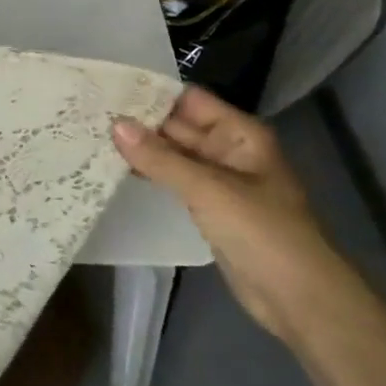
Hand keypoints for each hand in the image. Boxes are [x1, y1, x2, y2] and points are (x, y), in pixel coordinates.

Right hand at [112, 87, 353, 340]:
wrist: (297, 296)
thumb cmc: (261, 231)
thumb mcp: (207, 189)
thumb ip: (159, 157)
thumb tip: (115, 125)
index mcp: (238, 134)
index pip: (189, 100)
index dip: (152, 93)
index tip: (108, 89)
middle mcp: (227, 150)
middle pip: (178, 126)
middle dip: (138, 122)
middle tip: (89, 113)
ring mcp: (217, 181)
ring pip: (172, 155)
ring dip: (139, 149)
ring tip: (92, 137)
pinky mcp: (207, 207)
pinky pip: (173, 181)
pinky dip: (149, 174)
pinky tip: (115, 170)